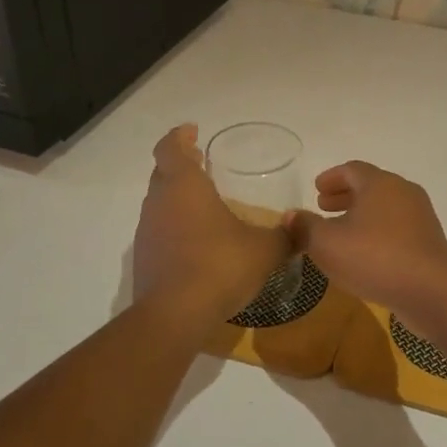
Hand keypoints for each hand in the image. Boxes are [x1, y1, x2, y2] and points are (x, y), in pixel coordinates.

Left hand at [134, 124, 291, 325]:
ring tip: (203, 204)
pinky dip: (175, 228)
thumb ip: (285, 236)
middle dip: (181, 165)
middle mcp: (159, 202)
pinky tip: (196, 243)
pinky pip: (159, 231)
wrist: (175, 315)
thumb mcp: (264, 251)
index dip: (180, 136)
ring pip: (159, 203)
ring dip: (177, 198)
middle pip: (163, 172)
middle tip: (201, 163)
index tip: (192, 131)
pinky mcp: (144, 259)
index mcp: (184, 186)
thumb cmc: (220, 266)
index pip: (171, 147)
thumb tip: (302, 228)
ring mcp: (147, 231)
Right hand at [290, 162, 446, 320]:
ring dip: (361, 216)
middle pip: (370, 187)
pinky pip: (396, 229)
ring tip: (341, 232)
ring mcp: (420, 218)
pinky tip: (364, 254)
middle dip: (345, 196)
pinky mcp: (428, 243)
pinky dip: (377, 233)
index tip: (316, 189)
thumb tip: (289, 216)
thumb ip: (305, 227)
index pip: (352, 170)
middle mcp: (403, 193)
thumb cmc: (375, 258)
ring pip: (385, 209)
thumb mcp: (327, 244)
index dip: (331, 178)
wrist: (433, 292)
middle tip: (324, 207)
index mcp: (380, 184)